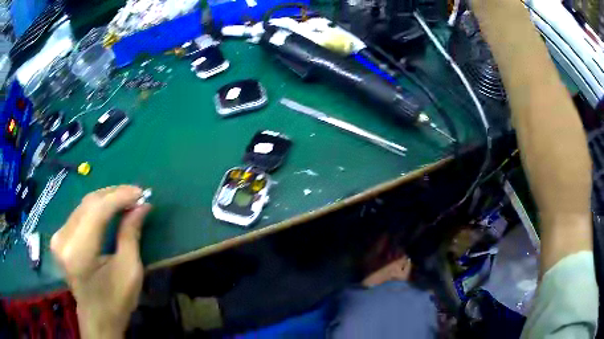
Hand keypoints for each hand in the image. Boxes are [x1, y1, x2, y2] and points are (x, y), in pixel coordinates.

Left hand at [51, 186, 150, 338]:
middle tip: (136, 194)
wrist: (96, 318)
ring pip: (84, 205)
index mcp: (78, 254)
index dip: (119, 197)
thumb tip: (142, 206)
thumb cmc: (115, 301)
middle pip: (89, 204)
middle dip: (114, 194)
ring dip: (106, 199)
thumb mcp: (129, 271)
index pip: (97, 212)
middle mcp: (63, 240)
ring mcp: (58, 237)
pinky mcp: (59, 236)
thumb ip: (131, 235)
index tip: (141, 193)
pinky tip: (109, 207)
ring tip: (126, 198)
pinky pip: (79, 213)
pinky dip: (97, 207)